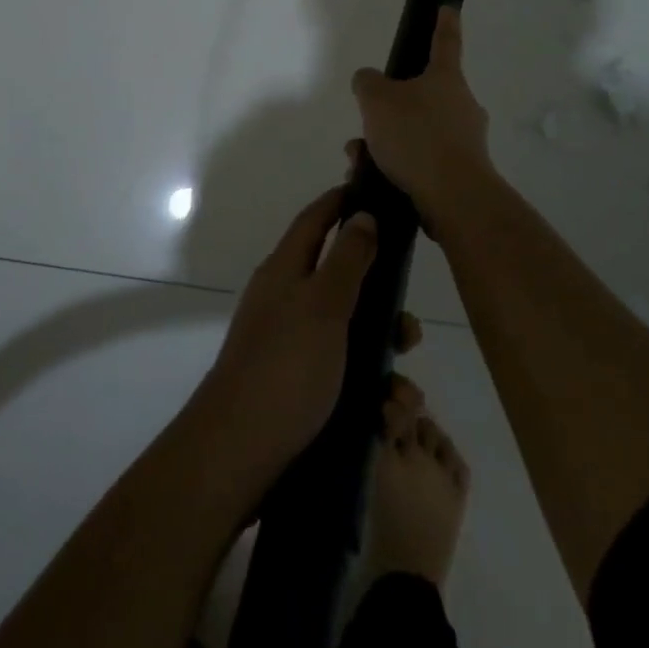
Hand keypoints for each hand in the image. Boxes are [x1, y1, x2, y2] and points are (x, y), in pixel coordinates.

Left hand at [188, 185, 421, 499]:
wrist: (239, 454)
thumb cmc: (285, 367)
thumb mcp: (323, 305)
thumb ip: (347, 259)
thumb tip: (362, 213)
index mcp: (286, 272)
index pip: (315, 220)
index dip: (341, 202)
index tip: (373, 192)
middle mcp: (287, 303)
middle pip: (344, 285)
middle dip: (383, 308)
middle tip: (409, 332)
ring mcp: (292, 349)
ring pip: (352, 340)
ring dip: (385, 366)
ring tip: (402, 399)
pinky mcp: (300, 390)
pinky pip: (346, 381)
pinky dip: (371, 397)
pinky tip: (386, 420)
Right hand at [351, 6, 496, 232]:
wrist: (454, 197)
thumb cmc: (416, 136)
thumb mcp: (377, 99)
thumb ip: (367, 83)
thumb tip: (369, 81)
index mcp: (446, 79)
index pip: (445, 42)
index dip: (444, 23)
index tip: (448, 7)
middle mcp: (462, 106)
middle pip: (423, 96)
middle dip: (390, 108)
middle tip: (366, 124)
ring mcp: (465, 141)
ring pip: (417, 132)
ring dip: (386, 142)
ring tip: (359, 159)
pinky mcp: (461, 173)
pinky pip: (421, 161)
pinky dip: (396, 166)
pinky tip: (372, 179)